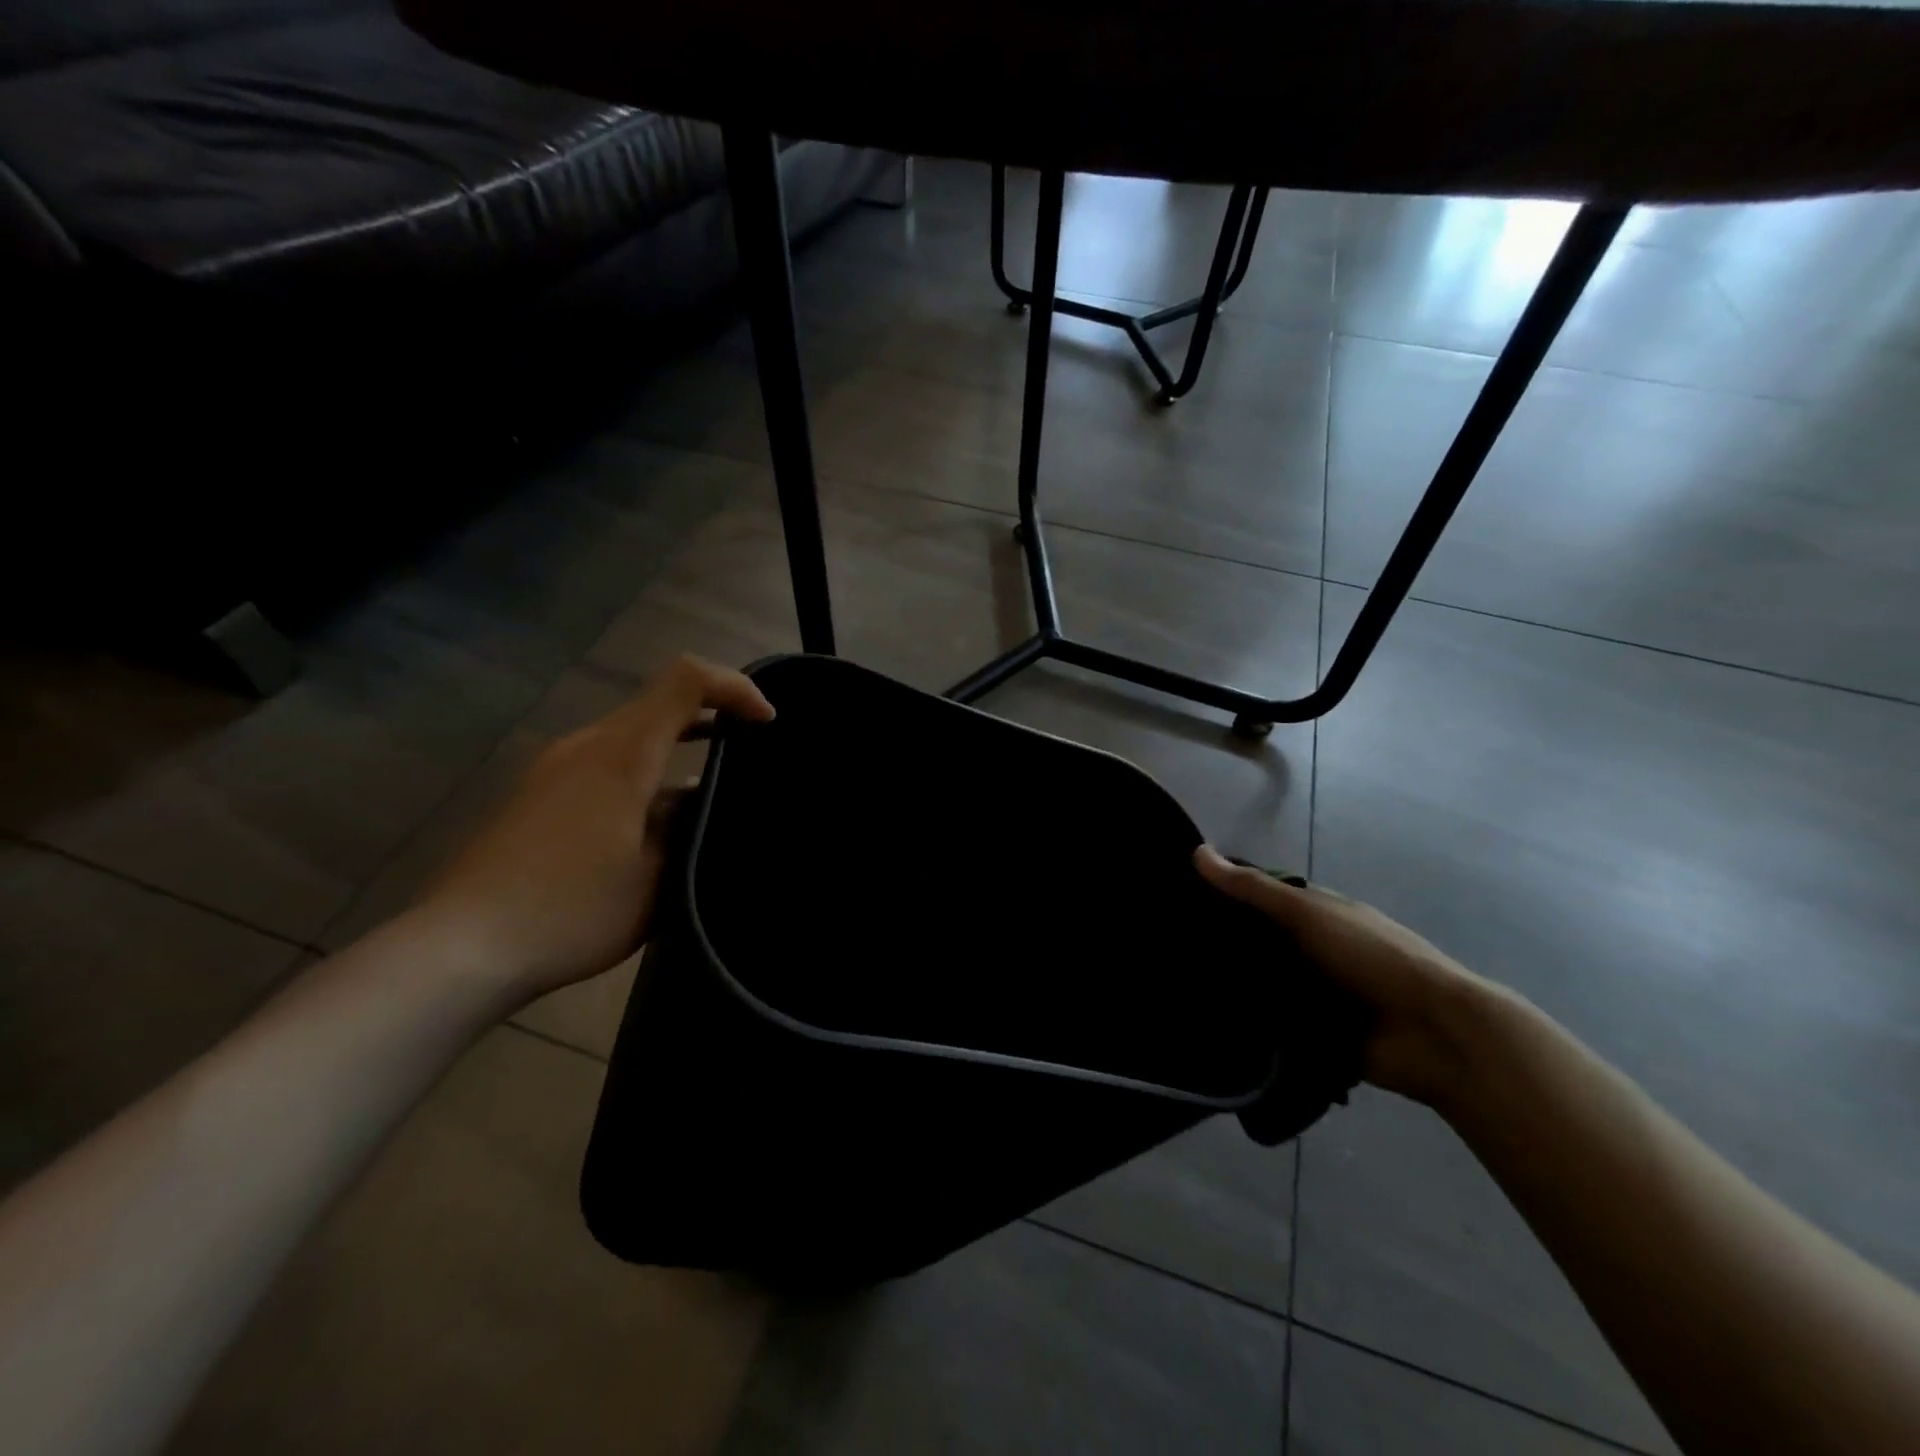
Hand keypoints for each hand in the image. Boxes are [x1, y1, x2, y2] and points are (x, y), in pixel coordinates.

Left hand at [415, 655, 774, 1005]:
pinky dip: (649, 770)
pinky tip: (663, 818)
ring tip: (717, 783)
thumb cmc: (571, 909)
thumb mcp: (656, 877)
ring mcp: (558, 769)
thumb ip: (690, 826)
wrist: (461, 949)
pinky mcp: (542, 795)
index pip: (686, 680)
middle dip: (714, 714)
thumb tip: (704, 800)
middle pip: (660, 701)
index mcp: (621, 752)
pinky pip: (609, 762)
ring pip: (634, 734)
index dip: (734, 687)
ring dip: (681, 745)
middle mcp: (587, 745)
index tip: (768, 722)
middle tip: (755, 748)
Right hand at [1194, 845, 1514, 1108]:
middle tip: (1162, 947)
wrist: (1433, 1033)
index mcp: (1315, 914)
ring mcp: (1313, 993)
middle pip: (1255, 942)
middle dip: (1220, 945)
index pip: (1258, 899)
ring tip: (1171, 985)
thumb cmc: (1372, 956)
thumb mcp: (1308, 912)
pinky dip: (1248, 1022)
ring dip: (1231, 985)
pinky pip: (1270, 1023)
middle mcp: (1311, 949)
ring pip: (1259, 983)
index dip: (1221, 896)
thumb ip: (1252, 889)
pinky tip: (1204, 1021)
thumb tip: (1196, 851)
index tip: (1174, 899)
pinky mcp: (1312, 1033)